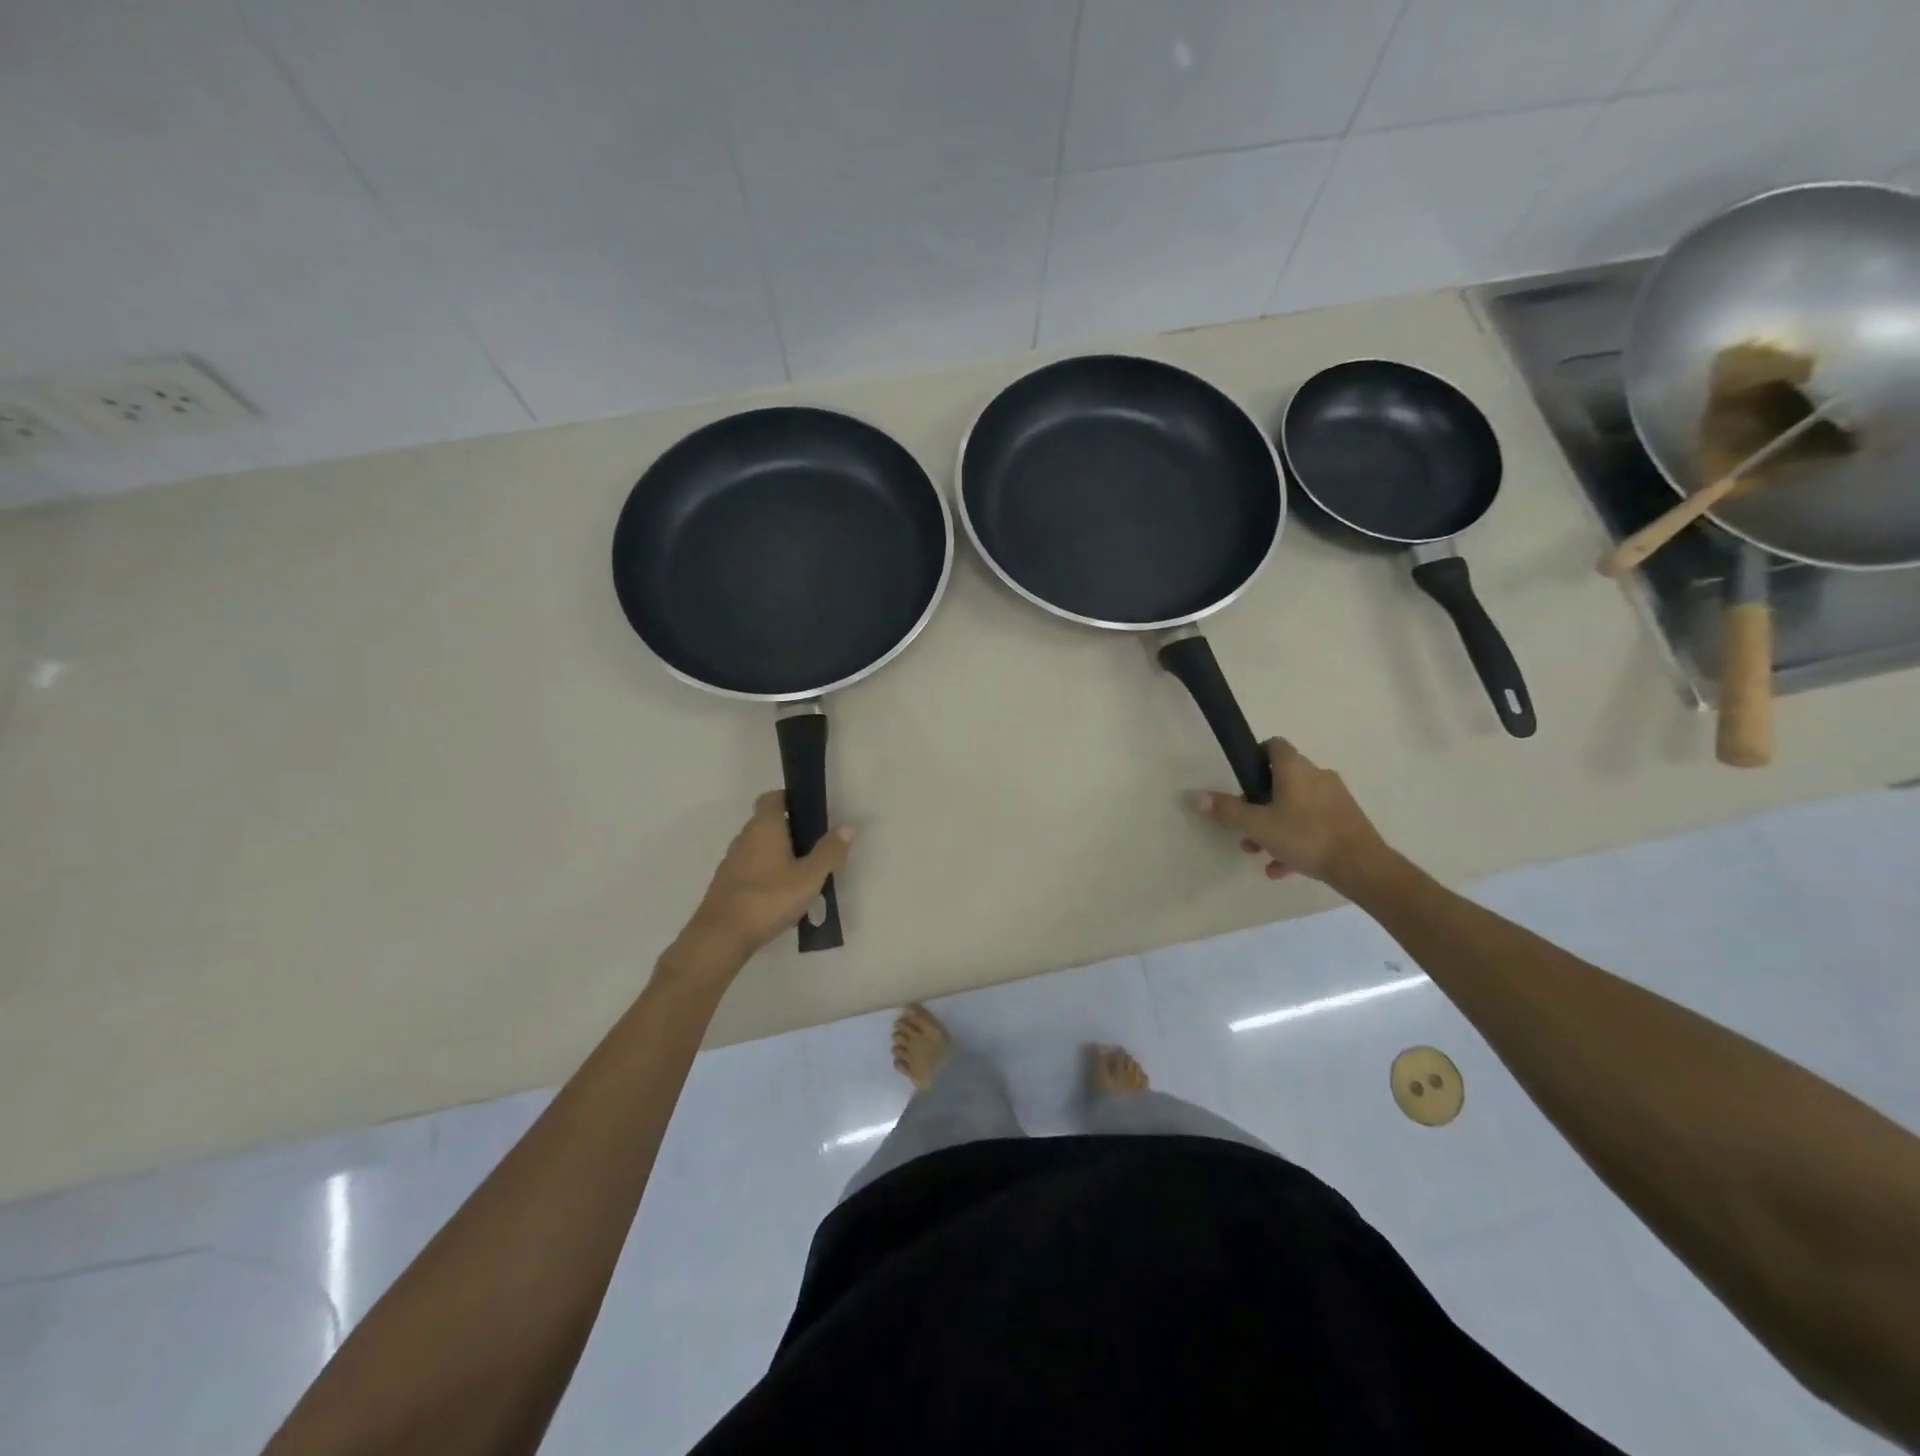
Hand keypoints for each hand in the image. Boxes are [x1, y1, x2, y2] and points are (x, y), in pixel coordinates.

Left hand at [683, 791, 853, 962]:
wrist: (721, 936)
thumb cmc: (769, 898)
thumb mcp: (809, 877)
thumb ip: (829, 852)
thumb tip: (847, 827)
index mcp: (764, 827)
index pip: (772, 798)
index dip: (789, 799)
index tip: (809, 812)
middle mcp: (744, 838)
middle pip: (766, 823)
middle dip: (789, 830)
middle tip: (814, 848)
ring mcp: (731, 862)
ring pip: (758, 847)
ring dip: (777, 854)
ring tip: (800, 874)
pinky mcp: (725, 885)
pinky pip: (749, 869)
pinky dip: (764, 874)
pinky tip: (779, 896)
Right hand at [1194, 738, 1388, 893]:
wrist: (1362, 866)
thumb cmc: (1306, 836)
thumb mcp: (1258, 825)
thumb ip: (1228, 811)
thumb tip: (1198, 797)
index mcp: (1295, 769)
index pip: (1274, 746)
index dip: (1254, 757)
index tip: (1241, 779)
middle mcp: (1317, 776)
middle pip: (1281, 781)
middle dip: (1259, 803)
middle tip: (1245, 825)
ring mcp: (1334, 799)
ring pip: (1295, 806)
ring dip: (1274, 825)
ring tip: (1259, 852)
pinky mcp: (1345, 822)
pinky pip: (1311, 825)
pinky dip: (1294, 841)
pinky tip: (1280, 868)